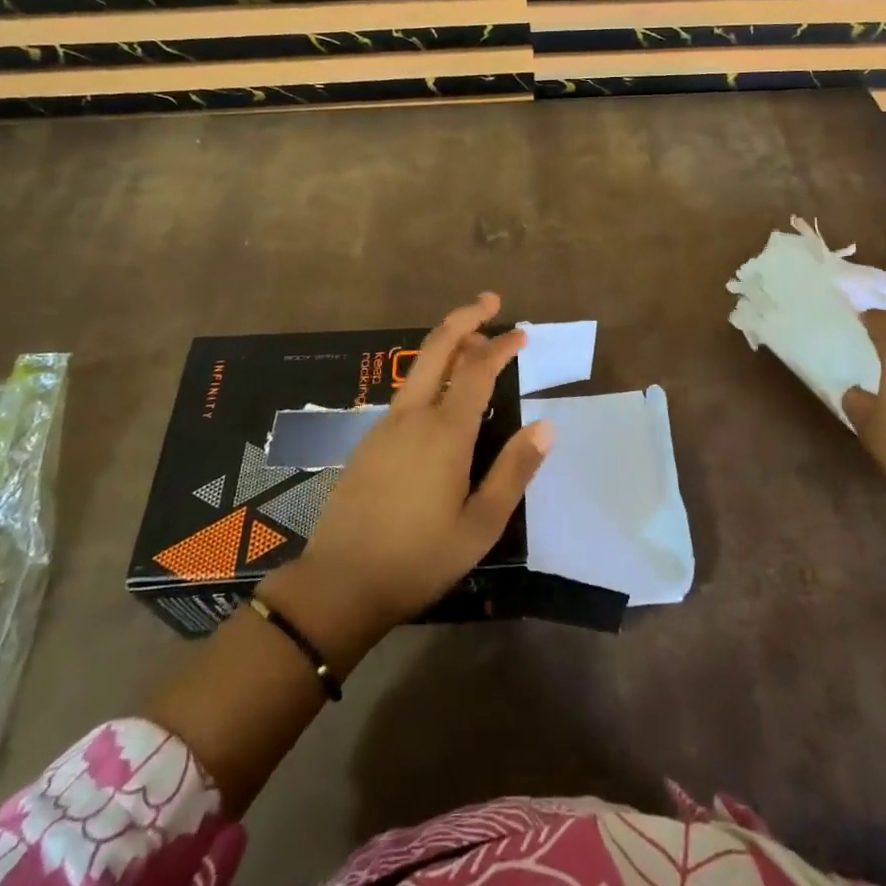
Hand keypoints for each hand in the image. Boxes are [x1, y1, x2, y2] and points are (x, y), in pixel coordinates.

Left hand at [259, 293, 552, 660]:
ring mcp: (385, 426)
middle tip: (491, 302)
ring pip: (419, 368)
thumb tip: (546, 425)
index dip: (501, 345)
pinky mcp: (369, 441)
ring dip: (448, 345)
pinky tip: (443, 395)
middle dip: (465, 318)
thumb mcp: (481, 525)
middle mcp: (413, 416)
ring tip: (475, 344)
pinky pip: (407, 392)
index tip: (522, 332)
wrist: (339, 584)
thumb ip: (514, 471)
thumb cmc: (419, 558)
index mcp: (445, 432)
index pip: (478, 369)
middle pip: (438, 347)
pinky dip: (432, 375)